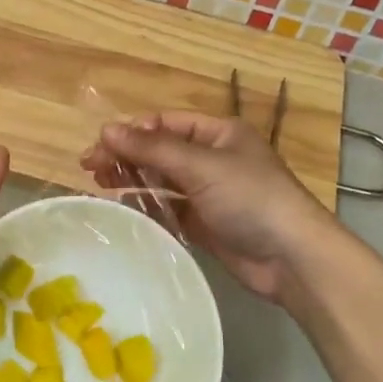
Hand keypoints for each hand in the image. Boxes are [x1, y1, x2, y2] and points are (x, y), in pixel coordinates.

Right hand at [81, 113, 336, 303]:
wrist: (292, 258)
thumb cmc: (251, 199)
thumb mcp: (201, 166)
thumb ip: (152, 149)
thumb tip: (106, 129)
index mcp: (218, 133)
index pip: (165, 123)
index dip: (131, 132)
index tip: (100, 146)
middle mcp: (212, 158)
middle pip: (159, 151)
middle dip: (126, 156)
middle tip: (90, 168)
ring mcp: (208, 193)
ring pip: (161, 180)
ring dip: (132, 180)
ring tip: (100, 185)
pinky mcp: (204, 223)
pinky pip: (168, 209)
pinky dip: (147, 206)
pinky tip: (125, 208)